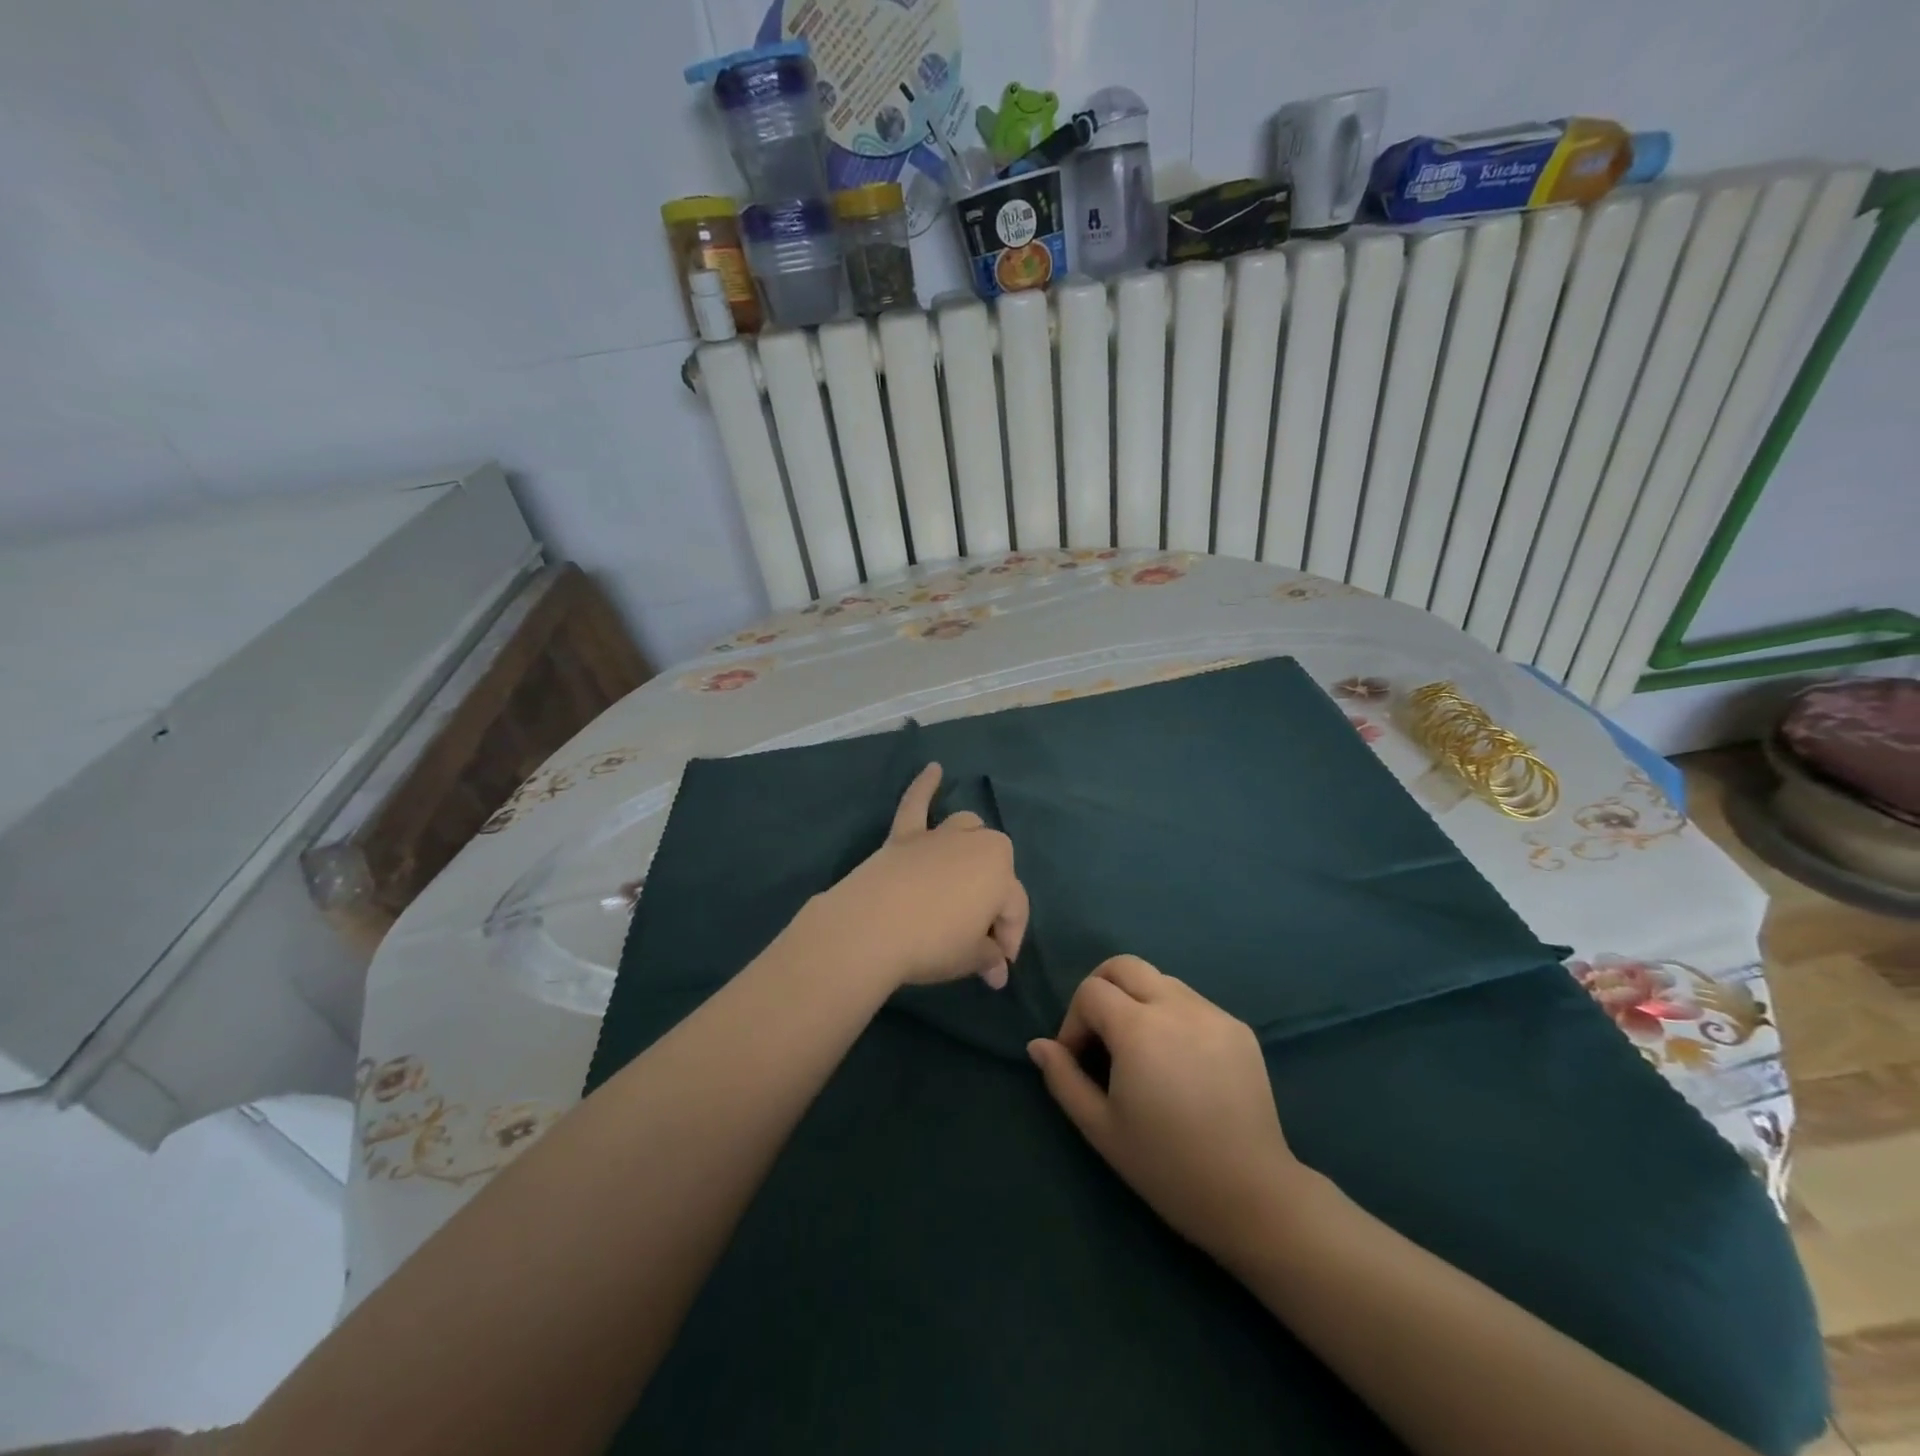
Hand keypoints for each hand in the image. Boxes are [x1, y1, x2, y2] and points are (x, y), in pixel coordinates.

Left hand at [803, 763, 1028, 990]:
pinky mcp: (904, 836)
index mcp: (1002, 873)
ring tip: (968, 872)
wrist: (873, 927)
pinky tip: (933, 768)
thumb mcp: (970, 958)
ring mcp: (937, 836)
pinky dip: (924, 786)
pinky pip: (916, 804)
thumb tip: (998, 971)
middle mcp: (976, 844)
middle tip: (978, 935)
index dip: (1009, 942)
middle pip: (995, 867)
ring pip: (967, 828)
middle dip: (992, 898)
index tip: (996, 970)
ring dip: (972, 847)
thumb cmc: (933, 944)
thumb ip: (989, 958)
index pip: (1015, 909)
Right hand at [1027, 956, 1312, 1268]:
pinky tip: (1178, 1061)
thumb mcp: (1101, 1127)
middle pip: (1124, 965)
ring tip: (1140, 1051)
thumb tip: (1038, 1045)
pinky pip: (1192, 1003)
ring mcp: (1212, 1013)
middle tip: (1100, 1034)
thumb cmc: (1166, 1165)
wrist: (1251, 1195)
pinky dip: (1172, 1016)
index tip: (1078, 1059)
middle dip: (1101, 989)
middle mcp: (1176, 1006)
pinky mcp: (1239, 1028)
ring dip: (1138, 1001)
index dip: (1074, 1020)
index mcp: (1139, 1028)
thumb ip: (1063, 1078)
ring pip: (1160, 980)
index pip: (1091, 991)